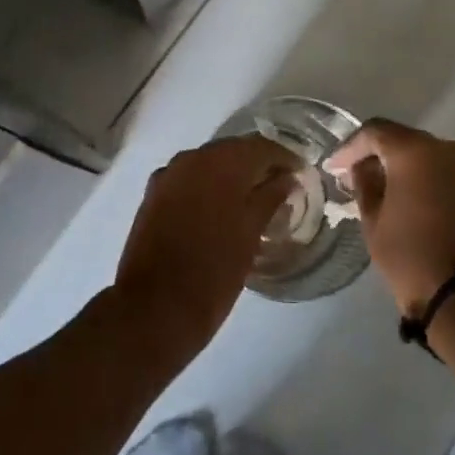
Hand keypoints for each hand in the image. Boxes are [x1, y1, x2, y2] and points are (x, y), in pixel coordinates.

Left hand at [113, 136, 300, 359]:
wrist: (154, 307)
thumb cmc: (214, 270)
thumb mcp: (251, 233)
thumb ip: (271, 197)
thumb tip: (287, 178)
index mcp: (221, 162)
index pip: (262, 146)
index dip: (285, 158)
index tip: (301, 174)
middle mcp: (192, 158)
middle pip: (233, 151)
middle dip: (257, 165)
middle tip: (280, 188)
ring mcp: (168, 175)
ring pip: (209, 165)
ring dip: (231, 176)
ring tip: (252, 201)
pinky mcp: (153, 195)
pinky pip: (189, 180)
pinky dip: (207, 188)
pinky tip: (219, 210)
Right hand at [325, 119, 454, 318]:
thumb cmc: (410, 255)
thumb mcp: (373, 220)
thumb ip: (364, 184)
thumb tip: (362, 168)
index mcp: (414, 151)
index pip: (375, 132)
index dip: (350, 147)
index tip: (334, 167)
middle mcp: (444, 148)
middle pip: (402, 139)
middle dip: (376, 154)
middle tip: (354, 175)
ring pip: (424, 154)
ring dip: (401, 165)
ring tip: (380, 188)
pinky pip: (442, 171)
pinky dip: (422, 177)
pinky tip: (407, 197)